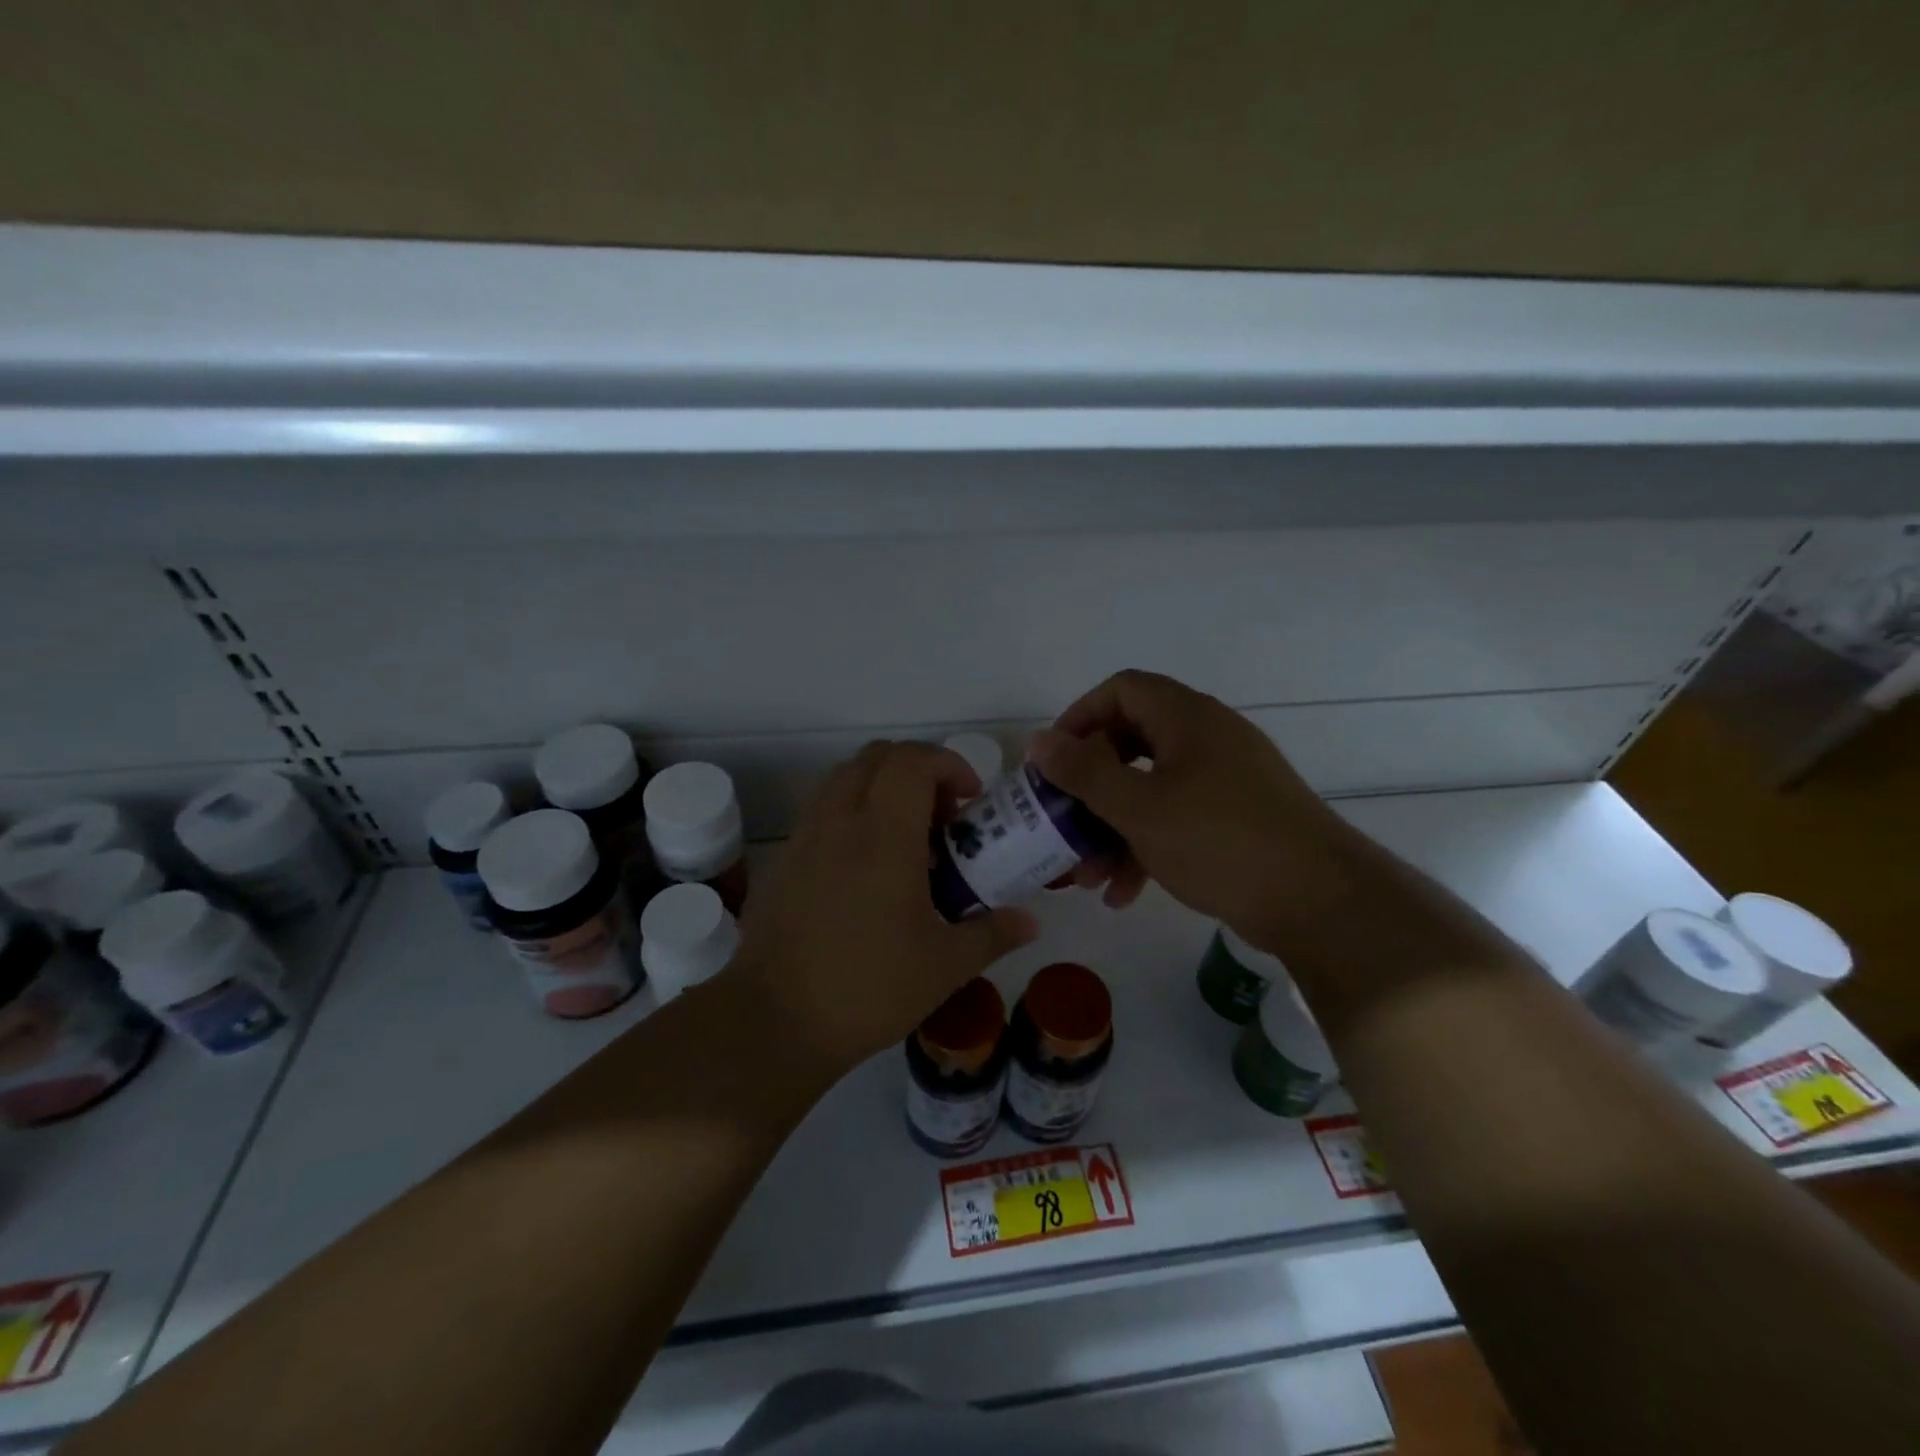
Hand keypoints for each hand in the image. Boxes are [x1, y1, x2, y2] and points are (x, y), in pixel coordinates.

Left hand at [728, 741, 1038, 1071]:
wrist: (775, 1020)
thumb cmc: (868, 988)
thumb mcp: (946, 966)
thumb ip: (993, 934)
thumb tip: (1030, 922)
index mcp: (884, 835)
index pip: (913, 760)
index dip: (949, 764)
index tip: (970, 800)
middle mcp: (841, 821)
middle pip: (878, 756)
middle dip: (918, 770)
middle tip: (941, 817)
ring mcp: (805, 836)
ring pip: (845, 777)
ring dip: (881, 786)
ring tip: (905, 838)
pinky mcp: (784, 859)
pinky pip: (822, 808)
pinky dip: (852, 812)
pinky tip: (865, 867)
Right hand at [1029, 670, 1356, 948]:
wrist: (1320, 901)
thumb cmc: (1220, 841)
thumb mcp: (1138, 808)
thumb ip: (1084, 772)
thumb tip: (1038, 740)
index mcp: (1187, 718)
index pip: (1122, 689)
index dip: (1080, 716)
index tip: (1054, 760)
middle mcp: (1208, 737)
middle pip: (1131, 742)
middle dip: (1091, 787)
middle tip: (1064, 818)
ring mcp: (1226, 778)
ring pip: (1151, 788)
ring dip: (1113, 828)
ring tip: (1088, 877)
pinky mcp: (1237, 816)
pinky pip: (1177, 817)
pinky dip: (1147, 845)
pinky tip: (1126, 893)